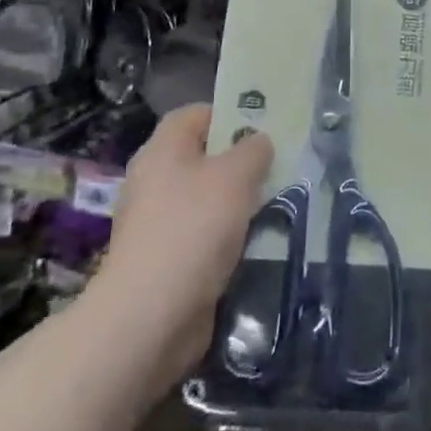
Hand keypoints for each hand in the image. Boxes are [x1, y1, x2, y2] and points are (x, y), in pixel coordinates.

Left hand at [97, 104, 272, 393]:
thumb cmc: (193, 229)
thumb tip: (259, 142)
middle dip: (241, 162)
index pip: (194, 115)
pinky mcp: (167, 261)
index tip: (264, 126)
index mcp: (162, 151)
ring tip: (278, 204)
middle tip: (279, 166)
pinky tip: (258, 243)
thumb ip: (253, 151)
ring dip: (239, 203)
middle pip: (203, 158)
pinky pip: (205, 236)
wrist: (151, 316)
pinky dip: (229, 238)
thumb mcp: (235, 177)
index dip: (228, 113)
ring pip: (207, 200)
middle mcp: (154, 181)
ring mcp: (158, 224)